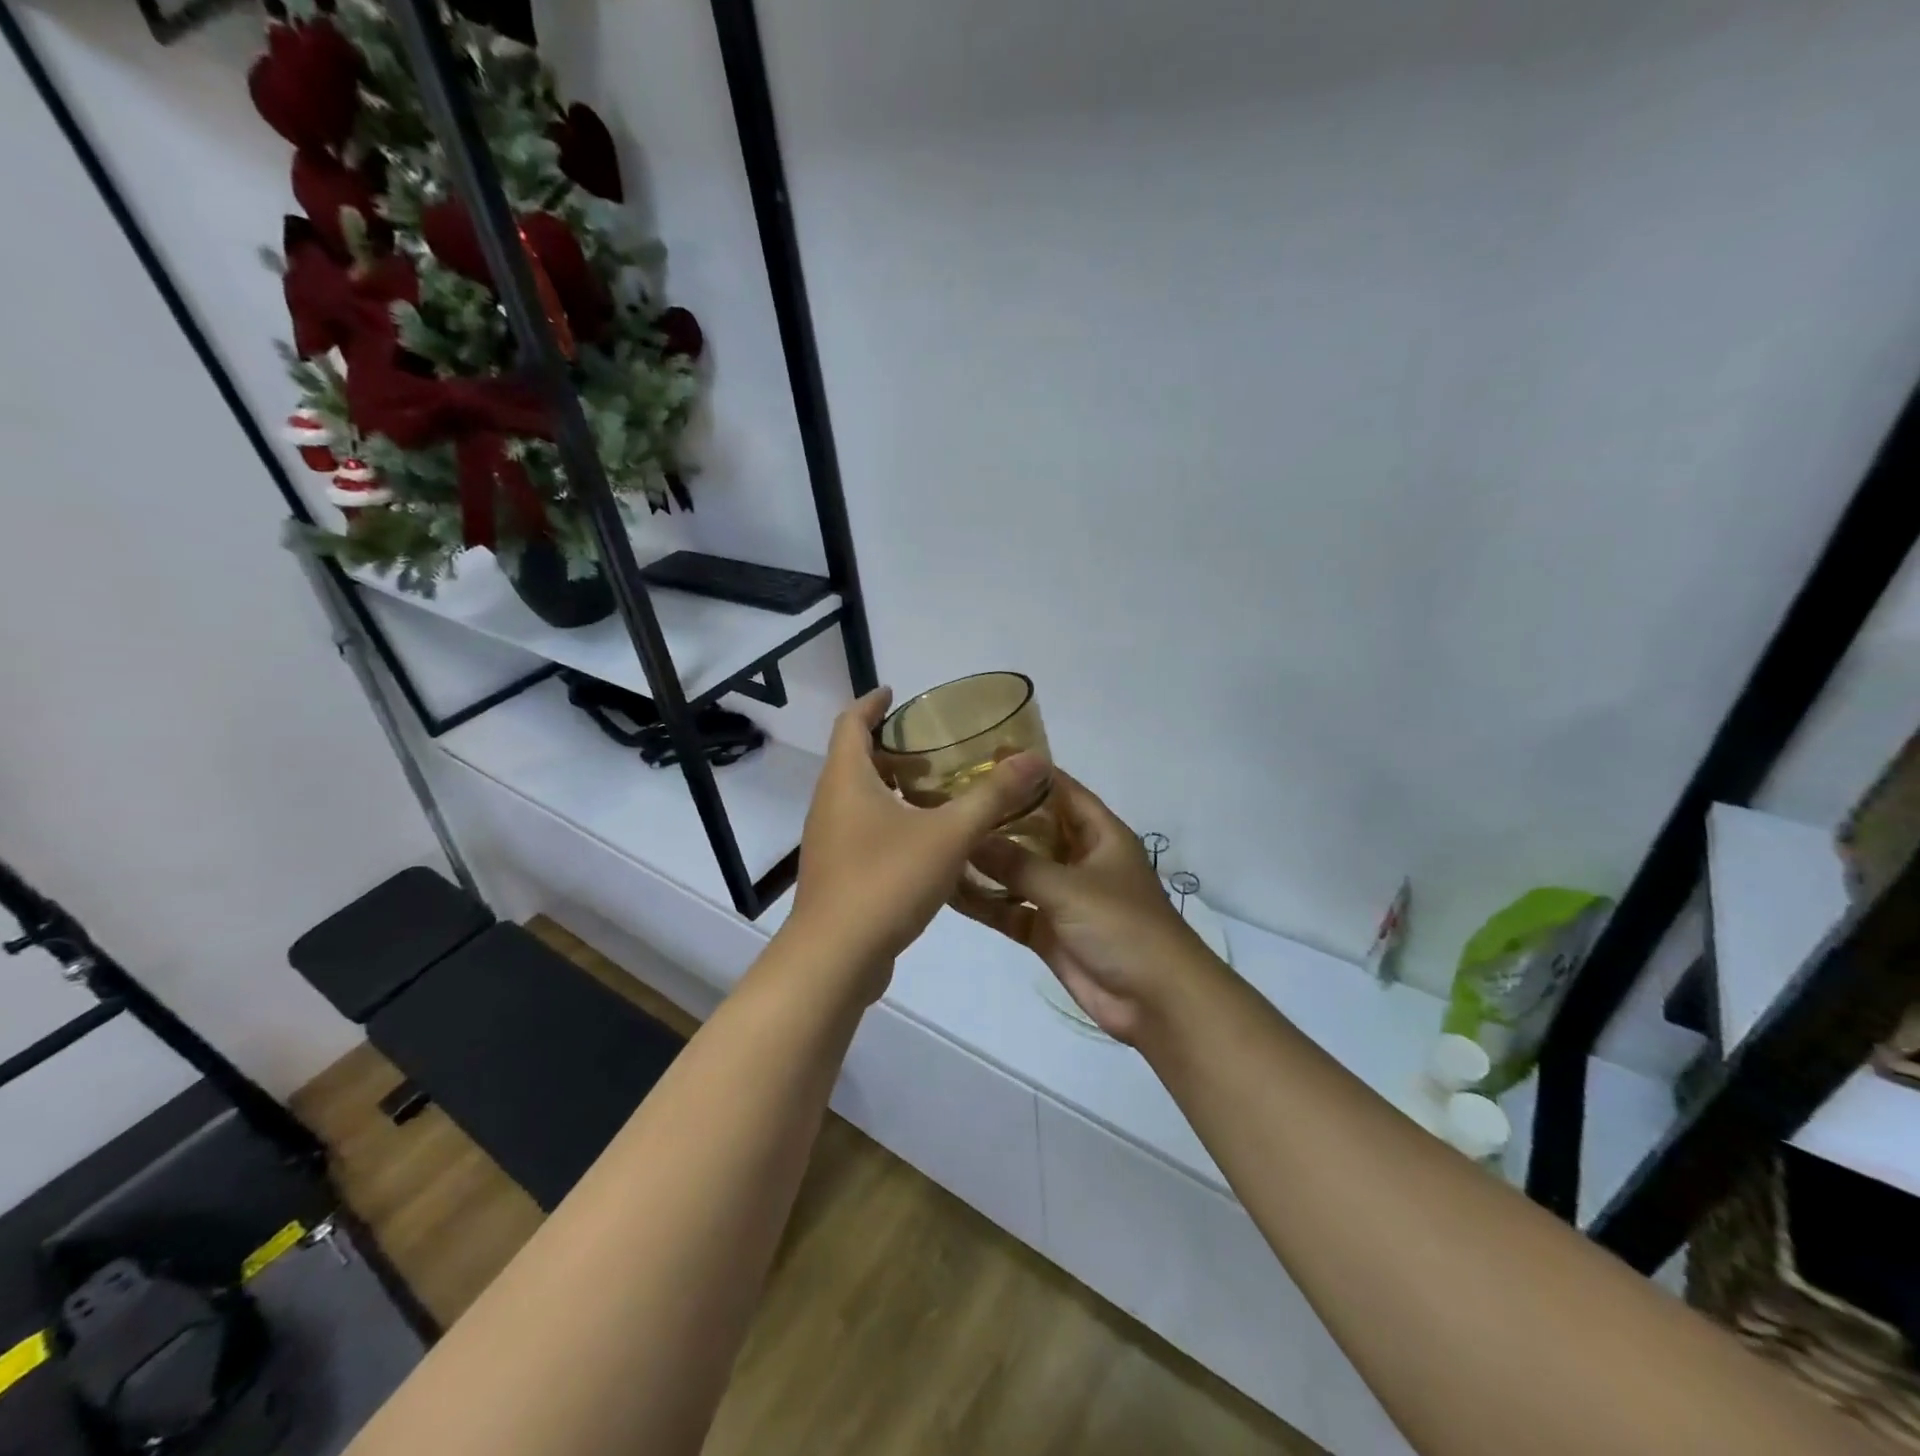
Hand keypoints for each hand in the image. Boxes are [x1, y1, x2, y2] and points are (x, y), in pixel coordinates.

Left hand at [786, 688, 1049, 999]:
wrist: (835, 959)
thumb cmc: (886, 881)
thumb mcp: (949, 834)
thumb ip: (992, 796)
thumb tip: (1035, 759)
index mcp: (846, 780)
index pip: (850, 722)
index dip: (872, 703)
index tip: (895, 692)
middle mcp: (830, 803)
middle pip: (855, 759)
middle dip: (892, 749)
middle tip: (934, 749)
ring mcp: (830, 841)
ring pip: (860, 798)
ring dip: (893, 787)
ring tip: (938, 792)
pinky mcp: (837, 872)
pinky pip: (863, 830)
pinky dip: (891, 820)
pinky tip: (927, 841)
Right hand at [957, 770, 1211, 1044]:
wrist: (1155, 1001)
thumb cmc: (1123, 926)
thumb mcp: (1069, 888)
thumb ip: (1017, 863)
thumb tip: (969, 837)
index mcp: (1099, 834)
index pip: (1061, 790)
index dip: (1029, 772)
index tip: (986, 756)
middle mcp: (1079, 858)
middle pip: (1033, 828)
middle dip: (997, 816)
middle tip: (949, 800)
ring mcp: (1062, 896)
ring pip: (1017, 870)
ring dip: (985, 861)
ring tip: (940, 841)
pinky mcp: (1047, 930)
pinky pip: (1010, 908)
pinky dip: (985, 902)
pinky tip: (948, 891)